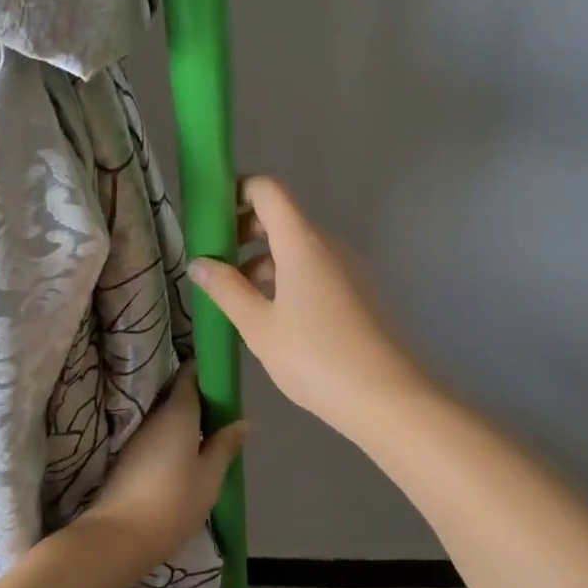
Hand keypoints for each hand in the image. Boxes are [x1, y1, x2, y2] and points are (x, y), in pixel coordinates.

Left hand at [79, 362, 245, 572]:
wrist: (118, 537)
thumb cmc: (173, 502)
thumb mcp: (209, 476)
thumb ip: (225, 445)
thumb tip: (243, 421)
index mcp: (178, 412)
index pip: (190, 375)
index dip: (206, 370)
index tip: (223, 375)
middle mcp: (155, 417)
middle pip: (177, 394)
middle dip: (200, 397)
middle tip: (224, 410)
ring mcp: (138, 437)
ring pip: (166, 416)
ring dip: (186, 420)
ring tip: (210, 434)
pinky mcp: (128, 458)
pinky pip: (157, 435)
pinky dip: (173, 437)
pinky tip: (187, 455)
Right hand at [189, 176, 430, 442]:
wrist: (388, 397)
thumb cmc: (315, 357)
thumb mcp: (259, 326)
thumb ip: (227, 290)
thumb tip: (199, 263)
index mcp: (303, 242)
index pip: (269, 190)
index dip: (237, 192)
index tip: (210, 217)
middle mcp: (329, 245)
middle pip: (283, 218)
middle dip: (244, 232)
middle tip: (215, 262)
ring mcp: (349, 269)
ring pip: (299, 249)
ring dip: (264, 262)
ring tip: (236, 298)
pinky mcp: (360, 293)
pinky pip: (316, 271)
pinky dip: (288, 279)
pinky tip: (273, 317)